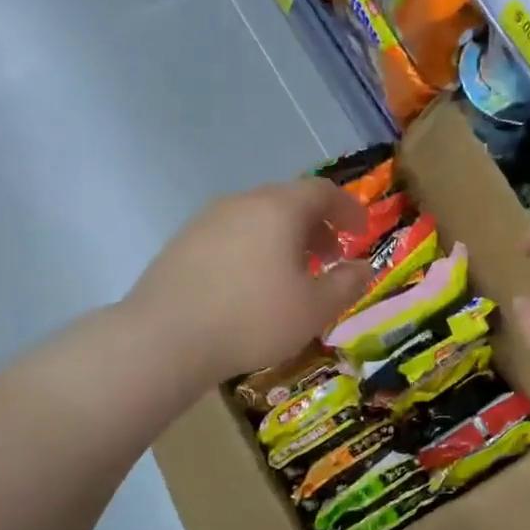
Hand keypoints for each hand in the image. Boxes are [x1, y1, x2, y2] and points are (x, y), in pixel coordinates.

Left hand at [126, 178, 371, 386]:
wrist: (165, 338)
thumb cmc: (253, 319)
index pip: (322, 191)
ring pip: (258, 218)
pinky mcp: (182, 243)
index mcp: (279, 208)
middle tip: (330, 257)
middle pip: (288, 201)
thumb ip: (347, 284)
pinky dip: (254, 249)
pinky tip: (251, 285)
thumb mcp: (315, 309)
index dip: (348, 209)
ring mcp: (207, 220)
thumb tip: (364, 267)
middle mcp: (242, 202)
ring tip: (292, 274)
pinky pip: (232, 235)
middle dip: (316, 226)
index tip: (361, 231)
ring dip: (284, 239)